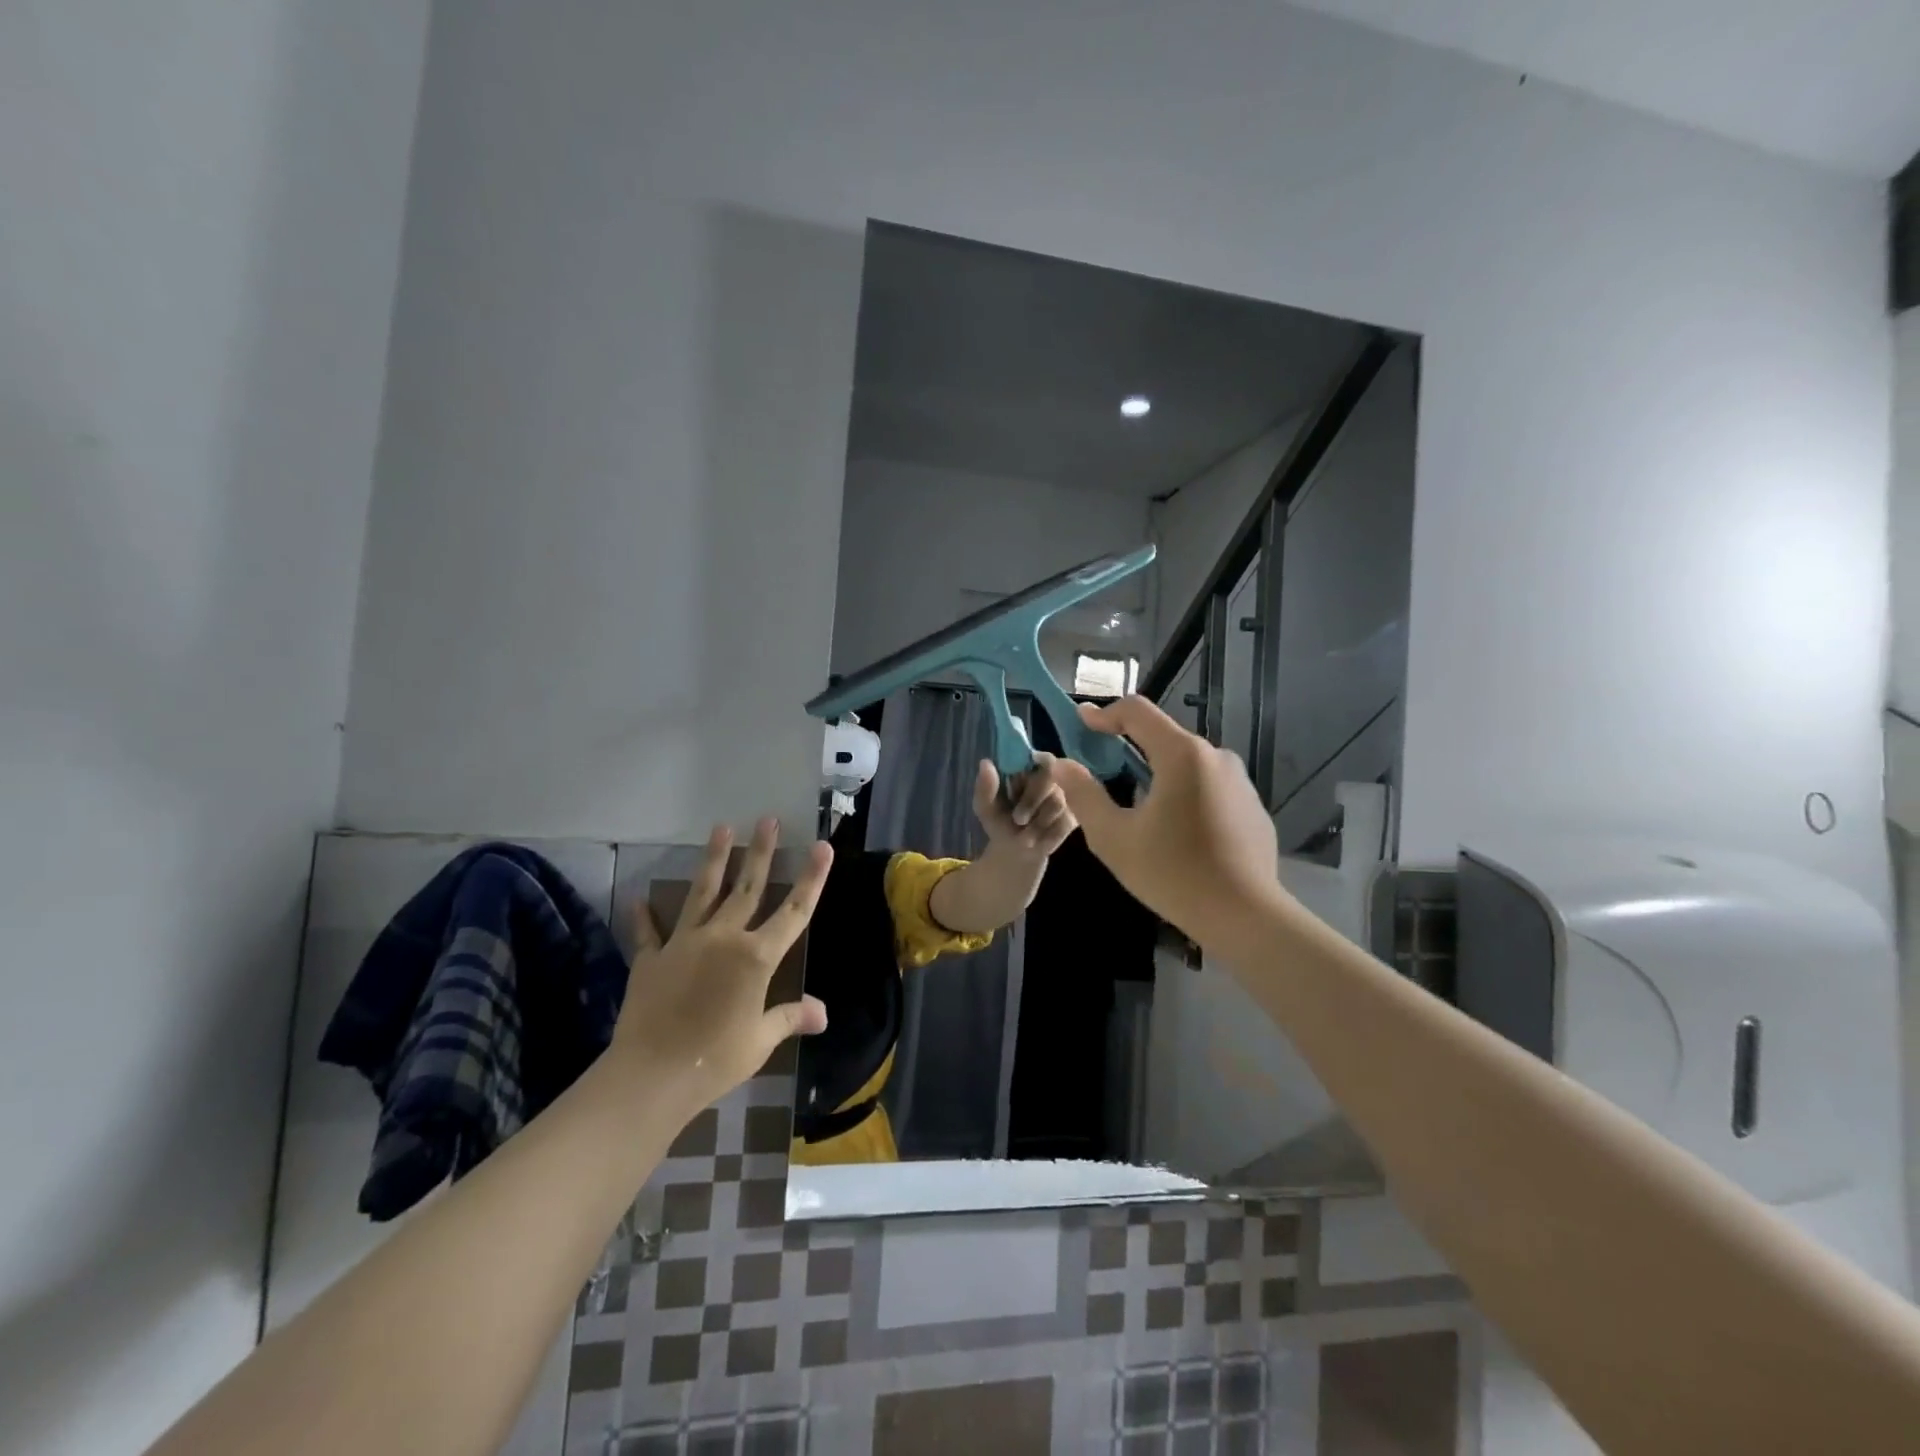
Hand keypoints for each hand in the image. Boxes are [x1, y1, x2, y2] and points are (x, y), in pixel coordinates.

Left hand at [614, 818, 830, 1111]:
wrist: (650, 1076)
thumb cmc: (715, 1060)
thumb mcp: (760, 1040)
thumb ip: (789, 1017)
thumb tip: (822, 1014)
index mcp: (756, 957)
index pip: (793, 911)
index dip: (811, 878)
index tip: (822, 846)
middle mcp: (723, 939)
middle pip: (747, 888)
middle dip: (760, 852)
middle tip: (766, 820)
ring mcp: (685, 943)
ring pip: (703, 892)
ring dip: (714, 860)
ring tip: (722, 829)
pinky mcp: (652, 958)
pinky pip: (650, 932)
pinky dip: (646, 916)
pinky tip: (640, 898)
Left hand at [971, 753, 1076, 856]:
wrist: (1015, 853)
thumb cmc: (1000, 824)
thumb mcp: (986, 808)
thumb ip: (985, 787)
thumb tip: (985, 762)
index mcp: (1025, 771)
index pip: (1037, 758)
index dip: (1033, 767)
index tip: (1019, 784)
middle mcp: (1047, 780)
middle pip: (1047, 780)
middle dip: (1031, 801)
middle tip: (1018, 820)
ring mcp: (1062, 798)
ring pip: (1056, 802)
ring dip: (1038, 822)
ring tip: (1026, 836)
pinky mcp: (1072, 818)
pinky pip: (1064, 821)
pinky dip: (1049, 834)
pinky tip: (1040, 840)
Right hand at [1049, 696, 1286, 945]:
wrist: (1245, 916)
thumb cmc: (1172, 873)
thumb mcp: (1113, 837)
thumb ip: (1084, 794)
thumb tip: (1062, 764)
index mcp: (1182, 755)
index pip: (1137, 711)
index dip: (1104, 713)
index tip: (1081, 723)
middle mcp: (1216, 756)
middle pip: (1163, 738)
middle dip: (1130, 750)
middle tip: (1103, 775)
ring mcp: (1240, 781)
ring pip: (1187, 766)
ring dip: (1159, 777)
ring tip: (1140, 814)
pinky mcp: (1253, 807)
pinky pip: (1210, 789)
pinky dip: (1187, 797)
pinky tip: (1178, 835)